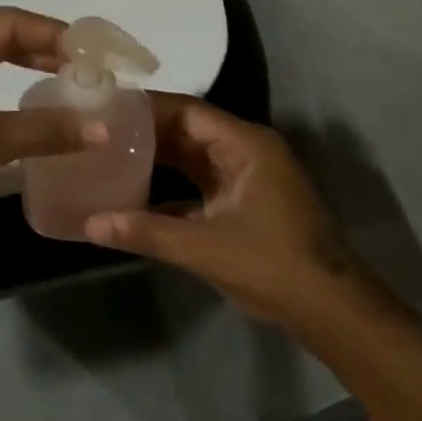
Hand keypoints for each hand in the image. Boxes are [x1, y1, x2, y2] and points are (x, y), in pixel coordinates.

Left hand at [0, 8, 106, 251]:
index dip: (56, 36)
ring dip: (29, 65)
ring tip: (74, 78)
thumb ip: (42, 129)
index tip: (99, 54)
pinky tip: (34, 95)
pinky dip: (7, 85)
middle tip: (93, 67)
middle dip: (46, 49)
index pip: (8, 23)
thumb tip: (104, 129)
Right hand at [84, 95, 374, 335]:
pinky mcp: (242, 203)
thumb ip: (146, 231)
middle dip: (145, 132)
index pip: (187, 111)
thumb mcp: (206, 248)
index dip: (146, 108)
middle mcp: (245, 151)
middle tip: (98, 131)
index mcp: (245, 145)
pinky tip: (132, 195)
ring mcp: (245, 178)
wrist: (332, 312)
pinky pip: (197, 182)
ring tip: (108, 155)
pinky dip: (167, 186)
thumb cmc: (275, 266)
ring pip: (190, 156)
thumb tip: (89, 222)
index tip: (106, 108)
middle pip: (187, 130)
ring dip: (154, 158)